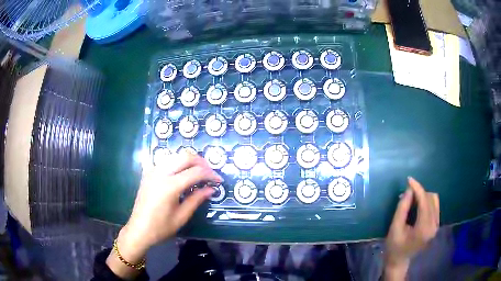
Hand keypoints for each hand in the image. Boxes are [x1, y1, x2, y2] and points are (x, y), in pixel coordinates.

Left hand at [107, 152, 221, 277]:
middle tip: (210, 173)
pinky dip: (178, 164)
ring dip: (190, 161)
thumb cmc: (161, 227)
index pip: (196, 172)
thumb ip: (197, 199)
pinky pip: (166, 161)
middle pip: (186, 156)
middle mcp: (160, 173)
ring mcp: (153, 170)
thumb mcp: (182, 216)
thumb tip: (211, 188)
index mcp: (170, 186)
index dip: (210, 174)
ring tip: (198, 173)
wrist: (139, 229)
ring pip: (176, 156)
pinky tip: (182, 175)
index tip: (219, 180)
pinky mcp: (148, 172)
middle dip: (201, 162)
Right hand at [384, 177, 439, 279]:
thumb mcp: (395, 228)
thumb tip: (409, 190)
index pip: (424, 201)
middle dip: (419, 193)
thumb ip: (402, 208)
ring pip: (434, 200)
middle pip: (430, 198)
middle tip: (407, 194)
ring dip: (424, 196)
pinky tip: (418, 206)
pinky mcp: (436, 225)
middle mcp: (434, 225)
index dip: (417, 188)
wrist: (399, 261)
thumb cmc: (394, 246)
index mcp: (424, 228)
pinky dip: (427, 202)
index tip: (409, 179)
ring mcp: (436, 226)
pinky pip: (435, 206)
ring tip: (412, 200)